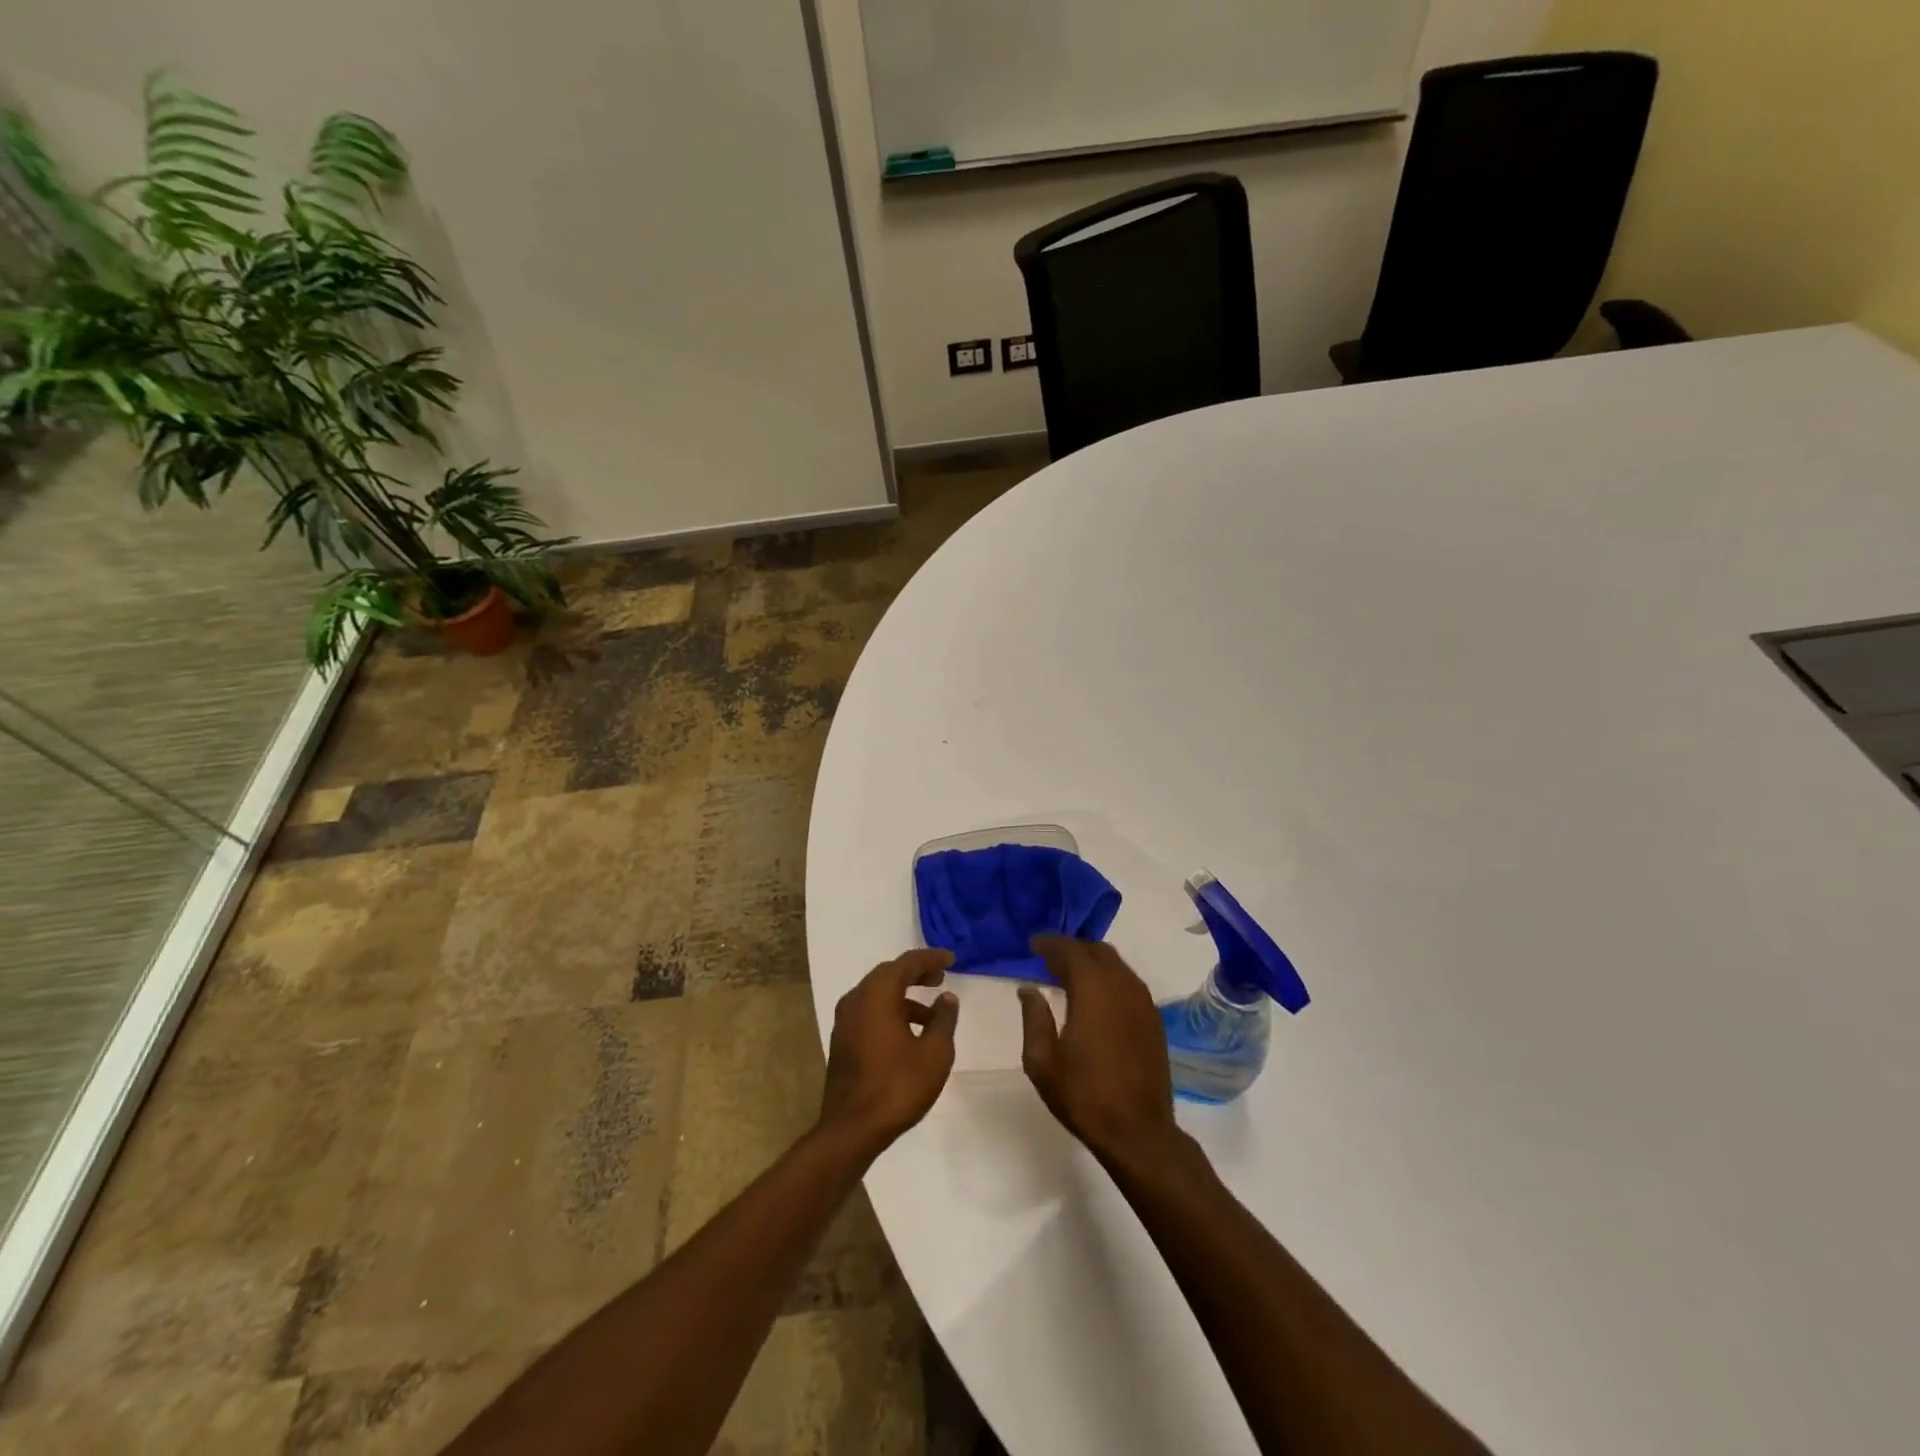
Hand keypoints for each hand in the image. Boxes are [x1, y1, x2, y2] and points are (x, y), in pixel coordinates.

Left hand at [819, 949, 959, 1152]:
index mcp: (877, 994)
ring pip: (877, 994)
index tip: (951, 959)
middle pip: (889, 974)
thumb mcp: (934, 1053)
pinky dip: (890, 1011)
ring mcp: (845, 1020)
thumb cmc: (897, 1086)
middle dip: (916, 973)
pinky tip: (909, 1034)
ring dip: (904, 996)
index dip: (931, 958)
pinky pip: (869, 1011)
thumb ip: (943, 1019)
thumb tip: (947, 998)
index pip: (907, 963)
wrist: (852, 1129)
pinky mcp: (842, 1041)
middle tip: (940, 977)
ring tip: (931, 1013)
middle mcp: (856, 999)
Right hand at [1019, 936, 1179, 1165]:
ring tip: (1069, 978)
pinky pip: (1129, 984)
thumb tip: (1029, 989)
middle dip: (1072, 950)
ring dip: (1092, 964)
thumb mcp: (1042, 1061)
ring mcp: (1143, 1002)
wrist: (1138, 1132)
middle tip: (1049, 960)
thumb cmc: (1084, 1095)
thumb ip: (1034, 1018)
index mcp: (1093, 989)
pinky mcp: (1154, 1020)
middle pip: (1097, 951)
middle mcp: (1122, 985)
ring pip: (1116, 966)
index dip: (1050, 943)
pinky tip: (1096, 1000)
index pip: (1070, 950)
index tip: (1033, 944)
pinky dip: (1109, 980)